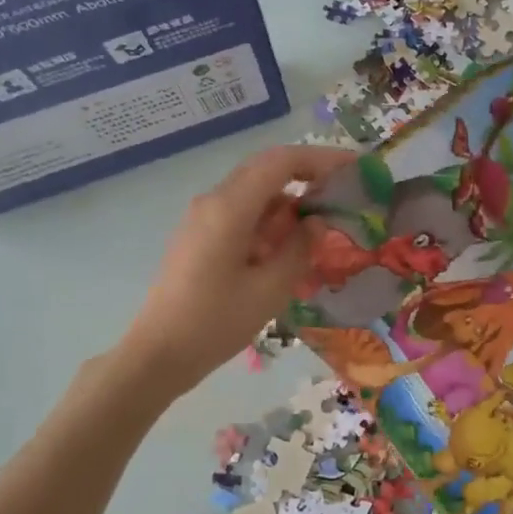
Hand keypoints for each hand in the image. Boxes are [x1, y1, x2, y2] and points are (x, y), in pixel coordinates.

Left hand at [119, 144, 355, 389]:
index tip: (354, 169)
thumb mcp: (270, 290)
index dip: (321, 159)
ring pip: (255, 191)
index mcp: (230, 208)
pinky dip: (270, 219)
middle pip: (267, 169)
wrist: (158, 353)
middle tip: (343, 193)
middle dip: (308, 175)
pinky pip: (242, 212)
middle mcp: (214, 201)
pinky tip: (288, 247)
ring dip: (289, 201)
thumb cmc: (215, 323)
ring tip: (322, 226)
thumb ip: (300, 249)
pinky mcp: (200, 235)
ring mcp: (203, 217)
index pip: (281, 161)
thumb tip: (318, 222)